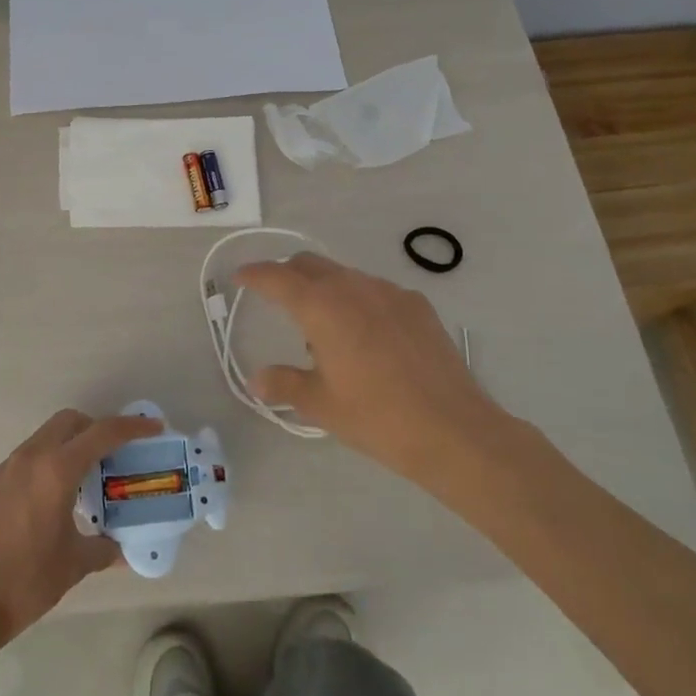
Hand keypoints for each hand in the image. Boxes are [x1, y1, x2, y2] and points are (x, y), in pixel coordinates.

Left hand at [0, 409, 162, 648]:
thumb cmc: (24, 580)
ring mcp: (8, 469)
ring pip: (47, 436)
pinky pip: (31, 456)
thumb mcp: (73, 565)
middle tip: (117, 453)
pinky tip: (59, 496)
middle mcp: (31, 457)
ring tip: (90, 476)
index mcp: (56, 469)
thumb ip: (102, 550)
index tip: (153, 427)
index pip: (101, 433)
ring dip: (72, 443)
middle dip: (97, 428)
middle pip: (70, 421)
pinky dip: (51, 460)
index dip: (131, 427)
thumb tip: (121, 549)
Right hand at [236, 254, 513, 485]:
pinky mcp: (417, 305)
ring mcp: (390, 292)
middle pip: (309, 264)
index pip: (277, 277)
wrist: (454, 430)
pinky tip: (368, 337)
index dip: (254, 274)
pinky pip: (376, 291)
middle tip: (277, 300)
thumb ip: (284, 384)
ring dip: (325, 290)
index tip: (240, 276)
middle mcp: (353, 287)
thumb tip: (258, 380)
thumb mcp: (321, 405)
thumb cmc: (377, 417)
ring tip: (326, 332)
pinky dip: (358, 301)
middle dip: (287, 275)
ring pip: (344, 276)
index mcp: (322, 307)